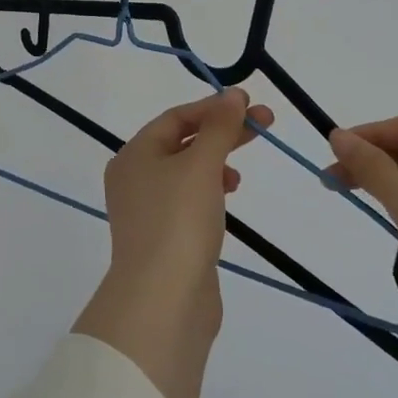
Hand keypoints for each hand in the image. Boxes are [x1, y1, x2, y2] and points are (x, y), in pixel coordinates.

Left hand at [102, 87, 270, 303]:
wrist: (163, 302)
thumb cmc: (179, 221)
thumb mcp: (202, 165)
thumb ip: (219, 127)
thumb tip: (233, 95)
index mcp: (134, 154)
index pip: (176, 117)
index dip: (214, 107)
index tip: (250, 104)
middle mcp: (134, 178)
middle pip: (183, 142)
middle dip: (222, 133)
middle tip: (264, 126)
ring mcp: (148, 211)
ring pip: (187, 173)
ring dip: (216, 163)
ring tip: (239, 175)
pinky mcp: (164, 239)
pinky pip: (189, 202)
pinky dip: (210, 193)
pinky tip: (227, 200)